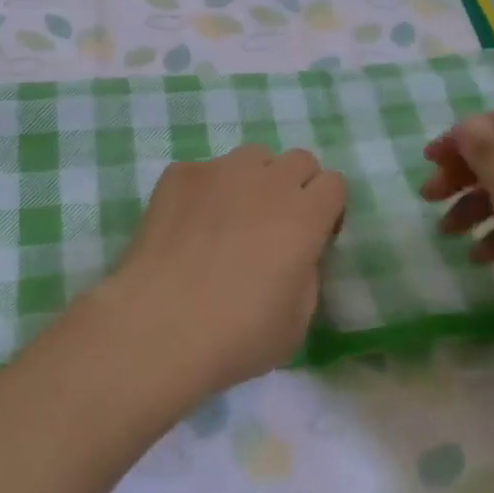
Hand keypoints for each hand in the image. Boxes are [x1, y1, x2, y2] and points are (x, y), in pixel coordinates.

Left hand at [97, 145, 346, 400]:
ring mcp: (218, 170)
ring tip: (229, 219)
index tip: (313, 235)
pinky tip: (187, 227)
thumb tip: (296, 252)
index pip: (334, 182)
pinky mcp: (179, 174)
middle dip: (295, 186)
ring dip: (252, 181)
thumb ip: (307, 273)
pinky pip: (203, 171)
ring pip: (251, 157)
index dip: (327, 208)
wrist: (160, 324)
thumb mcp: (297, 321)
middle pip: (298, 160)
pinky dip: (203, 192)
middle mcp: (266, 180)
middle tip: (275, 225)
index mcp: (303, 215)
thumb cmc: (237, 335)